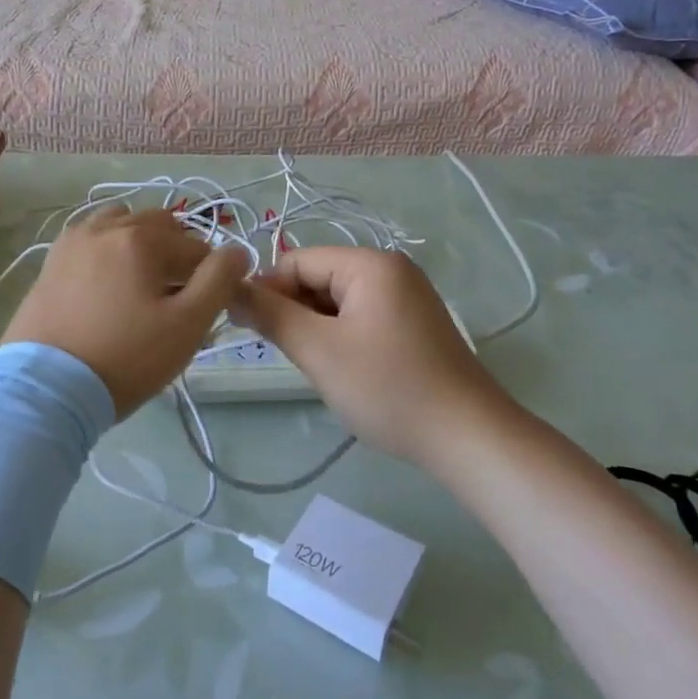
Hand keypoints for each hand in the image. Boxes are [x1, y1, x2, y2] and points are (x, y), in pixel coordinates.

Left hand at [3, 206, 248, 418]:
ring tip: (140, 287)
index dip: (209, 276)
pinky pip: (91, 243)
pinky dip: (108, 253)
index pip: (194, 246)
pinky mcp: (50, 264)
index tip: (204, 309)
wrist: (46, 390)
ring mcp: (71, 243)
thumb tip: (237, 251)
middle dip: (175, 254)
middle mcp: (103, 227)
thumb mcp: (187, 324)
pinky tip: (107, 290)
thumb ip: (219, 281)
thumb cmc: (125, 358)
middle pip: (158, 226)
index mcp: (139, 237)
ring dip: (139, 245)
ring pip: (120, 226)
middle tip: (175, 298)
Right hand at [230, 247, 511, 466]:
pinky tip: (347, 372)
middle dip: (297, 313)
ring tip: (323, 369)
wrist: (468, 437)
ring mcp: (408, 297)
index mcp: (370, 263)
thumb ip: (270, 314)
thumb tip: (230, 288)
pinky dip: (343, 339)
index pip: (297, 260)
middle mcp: (391, 269)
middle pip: (318, 278)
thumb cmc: (388, 387)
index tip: (255, 333)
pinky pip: (362, 318)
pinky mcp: (415, 325)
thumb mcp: (318, 350)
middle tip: (296, 357)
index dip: (269, 292)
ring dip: (319, 330)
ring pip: (338, 302)